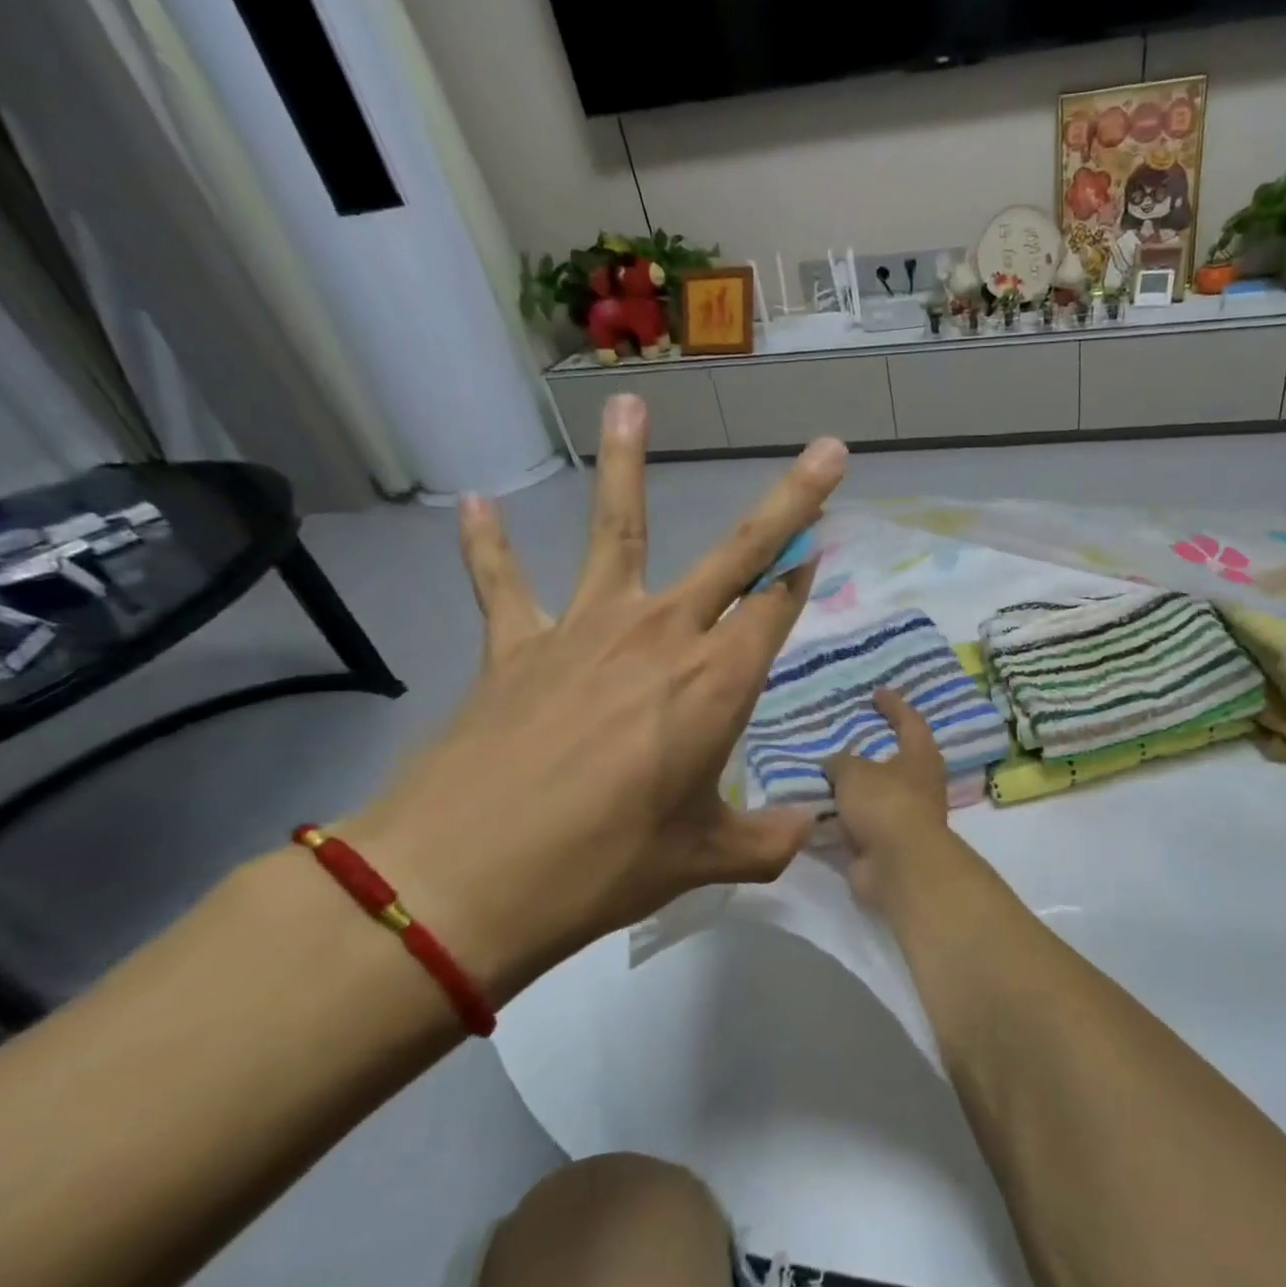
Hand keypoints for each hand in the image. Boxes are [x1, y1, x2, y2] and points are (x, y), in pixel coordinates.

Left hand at [346, 395, 846, 999]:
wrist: (458, 882)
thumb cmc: (599, 867)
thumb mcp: (700, 859)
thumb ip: (766, 840)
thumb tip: (809, 830)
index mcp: (716, 683)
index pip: (776, 608)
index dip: (804, 576)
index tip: (822, 544)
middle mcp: (662, 636)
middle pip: (738, 552)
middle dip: (791, 502)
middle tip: (827, 450)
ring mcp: (585, 631)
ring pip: (616, 532)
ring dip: (626, 465)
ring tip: (631, 404)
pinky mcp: (515, 646)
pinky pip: (503, 584)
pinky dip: (487, 545)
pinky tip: (478, 503)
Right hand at [823, 689, 954, 907]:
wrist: (898, 866)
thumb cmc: (885, 803)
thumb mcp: (854, 771)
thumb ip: (841, 762)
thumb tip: (834, 765)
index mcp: (919, 756)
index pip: (909, 721)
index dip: (893, 705)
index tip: (877, 692)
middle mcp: (917, 784)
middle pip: (893, 759)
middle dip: (869, 750)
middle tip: (841, 736)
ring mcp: (902, 816)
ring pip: (872, 795)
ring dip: (851, 788)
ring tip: (819, 774)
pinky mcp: (884, 844)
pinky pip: (857, 824)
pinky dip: (839, 818)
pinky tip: (813, 809)